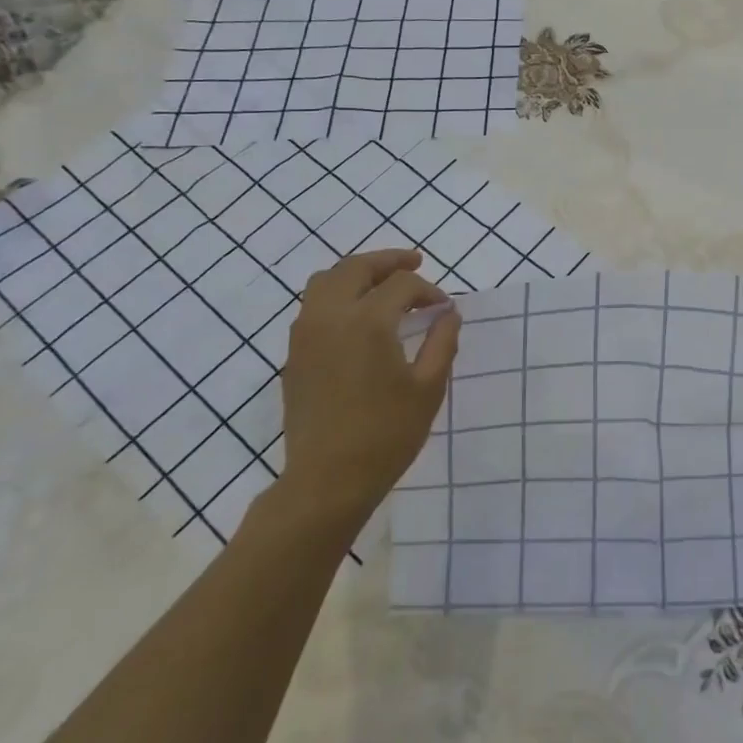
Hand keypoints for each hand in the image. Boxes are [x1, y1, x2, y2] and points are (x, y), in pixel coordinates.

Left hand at [276, 249, 460, 527]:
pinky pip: (313, 305)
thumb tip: (449, 313)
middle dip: (389, 261)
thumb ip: (442, 342)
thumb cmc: (386, 434)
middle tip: (415, 262)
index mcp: (368, 321)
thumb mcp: (428, 388)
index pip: (402, 285)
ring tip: (382, 282)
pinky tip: (357, 314)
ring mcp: (305, 334)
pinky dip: (337, 294)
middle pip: (357, 267)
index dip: (428, 290)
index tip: (445, 308)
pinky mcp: (293, 354)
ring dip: (357, 273)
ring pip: (326, 280)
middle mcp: (331, 316)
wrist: (327, 480)